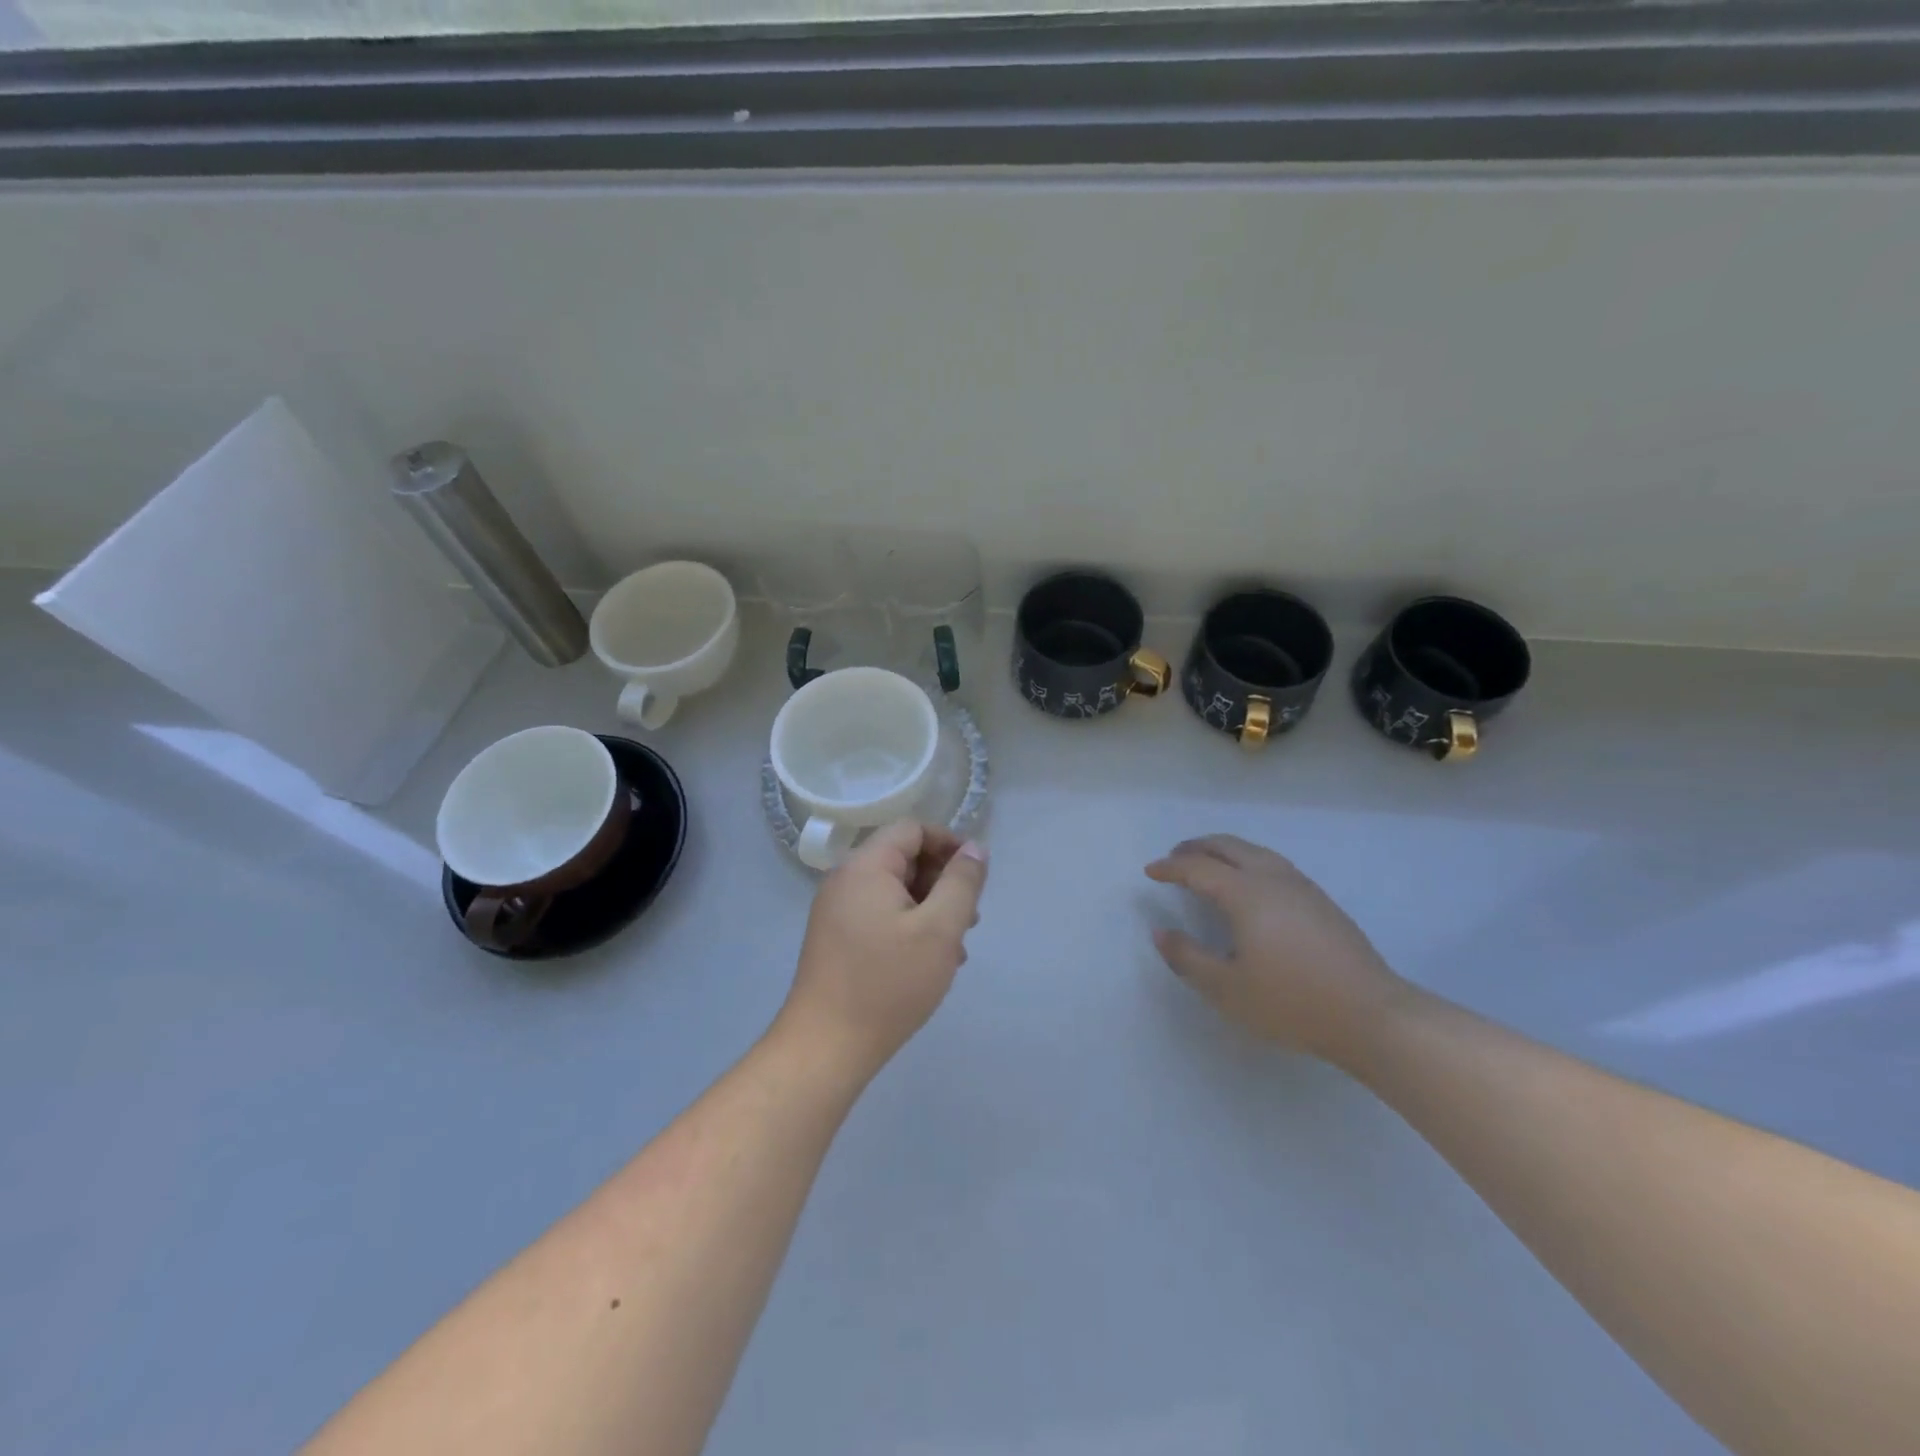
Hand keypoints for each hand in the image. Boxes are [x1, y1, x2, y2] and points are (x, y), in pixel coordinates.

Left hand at [779, 821, 988, 1081]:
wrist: (826, 1047)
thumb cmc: (888, 983)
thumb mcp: (939, 929)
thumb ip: (962, 883)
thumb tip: (974, 849)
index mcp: (865, 867)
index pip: (912, 829)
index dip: (949, 843)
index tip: (976, 876)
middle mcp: (845, 880)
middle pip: (903, 858)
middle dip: (942, 880)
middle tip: (969, 918)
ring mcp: (837, 911)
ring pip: (894, 891)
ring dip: (930, 907)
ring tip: (955, 945)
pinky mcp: (836, 939)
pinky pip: (880, 915)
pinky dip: (909, 926)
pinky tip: (929, 961)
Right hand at [1146, 834, 1407, 1062]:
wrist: (1372, 1015)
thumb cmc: (1291, 1002)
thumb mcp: (1227, 989)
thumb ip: (1188, 958)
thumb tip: (1161, 932)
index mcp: (1245, 893)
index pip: (1198, 868)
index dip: (1171, 867)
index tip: (1150, 871)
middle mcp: (1272, 878)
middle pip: (1229, 847)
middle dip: (1198, 847)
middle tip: (1175, 856)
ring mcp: (1302, 887)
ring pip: (1255, 851)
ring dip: (1225, 850)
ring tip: (1209, 863)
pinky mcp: (1321, 901)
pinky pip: (1273, 864)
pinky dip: (1248, 861)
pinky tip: (1250, 885)